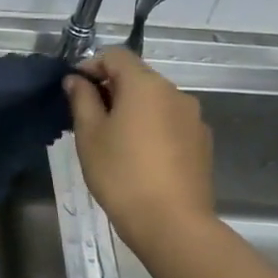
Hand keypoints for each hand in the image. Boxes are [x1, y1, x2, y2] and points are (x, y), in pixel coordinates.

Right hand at [63, 48, 215, 242]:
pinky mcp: (202, 142)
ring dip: (133, 109)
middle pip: (138, 77)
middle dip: (112, 89)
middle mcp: (175, 93)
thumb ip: (82, 100)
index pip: (116, 55)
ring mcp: (193, 118)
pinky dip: (152, 127)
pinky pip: (170, 122)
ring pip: (155, 101)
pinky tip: (140, 157)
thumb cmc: (121, 173)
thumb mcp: (89, 135)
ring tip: (113, 140)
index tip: (74, 90)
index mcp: (146, 85)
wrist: (171, 222)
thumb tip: (76, 80)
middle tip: (88, 118)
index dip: (91, 65)